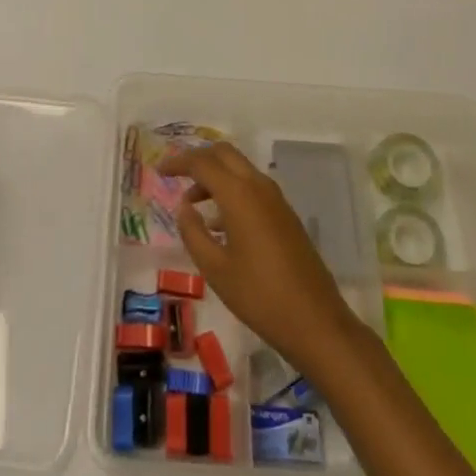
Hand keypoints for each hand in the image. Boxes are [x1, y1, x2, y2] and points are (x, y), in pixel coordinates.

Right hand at [159, 142, 367, 377]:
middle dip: (198, 159)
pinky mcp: (285, 215)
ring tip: (192, 204)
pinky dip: (231, 191)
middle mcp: (258, 187)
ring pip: (240, 169)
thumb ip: (194, 233)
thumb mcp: (215, 269)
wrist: (315, 321)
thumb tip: (184, 208)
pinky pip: (252, 188)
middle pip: (224, 154)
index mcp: (239, 194)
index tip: (160, 170)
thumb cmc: (259, 296)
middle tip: (176, 175)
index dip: (178, 162)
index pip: (202, 163)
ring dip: (215, 176)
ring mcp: (276, 199)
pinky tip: (219, 224)